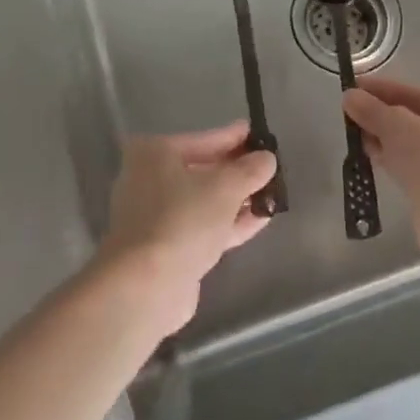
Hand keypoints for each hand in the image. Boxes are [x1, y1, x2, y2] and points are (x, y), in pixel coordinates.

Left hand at [97, 122, 276, 336]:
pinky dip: (229, 222)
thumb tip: (267, 159)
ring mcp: (155, 217)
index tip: (259, 134)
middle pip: (203, 170)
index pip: (204, 139)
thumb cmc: (183, 219)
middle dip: (237, 171)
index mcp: (154, 154)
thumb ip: (250, 170)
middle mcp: (148, 180)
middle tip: (269, 166)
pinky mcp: (166, 248)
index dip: (234, 137)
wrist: (147, 286)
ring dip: (237, 198)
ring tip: (272, 194)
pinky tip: (261, 218)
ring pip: (204, 201)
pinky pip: (203, 226)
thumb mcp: (225, 187)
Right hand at [342, 76, 419, 257]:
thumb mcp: (394, 126)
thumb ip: (370, 109)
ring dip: (385, 140)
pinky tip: (374, 160)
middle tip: (350, 118)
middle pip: (413, 116)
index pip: (411, 92)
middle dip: (380, 117)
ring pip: (413, 142)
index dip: (378, 90)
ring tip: (357, 141)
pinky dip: (396, 159)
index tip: (351, 89)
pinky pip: (416, 163)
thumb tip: (348, 96)